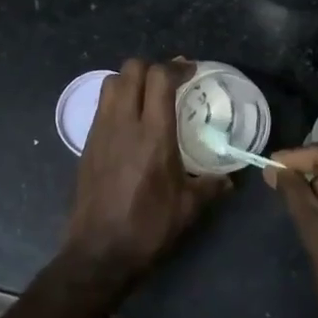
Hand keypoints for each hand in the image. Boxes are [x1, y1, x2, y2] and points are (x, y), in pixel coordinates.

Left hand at [63, 59, 227, 295]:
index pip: (159, 78)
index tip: (190, 70)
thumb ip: (211, 186)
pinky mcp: (87, 142)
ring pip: (112, 81)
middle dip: (153, 66)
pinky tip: (130, 119)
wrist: (99, 251)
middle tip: (169, 80)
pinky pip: (102, 104)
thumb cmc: (148, 227)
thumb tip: (230, 178)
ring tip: (147, 94)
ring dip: (131, 79)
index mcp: (153, 133)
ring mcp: (101, 129)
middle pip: (132, 69)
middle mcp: (124, 122)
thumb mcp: (188, 208)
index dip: (176, 67)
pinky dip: (117, 98)